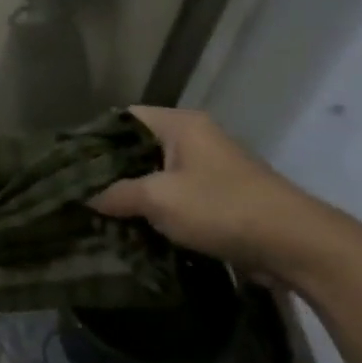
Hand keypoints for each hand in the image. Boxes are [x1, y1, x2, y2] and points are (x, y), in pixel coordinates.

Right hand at [90, 107, 323, 277]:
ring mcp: (207, 169)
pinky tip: (128, 228)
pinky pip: (172, 197)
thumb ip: (117, 193)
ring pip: (154, 174)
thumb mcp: (159, 198)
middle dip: (107, 170)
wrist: (295, 244)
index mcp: (180, 125)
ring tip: (94, 212)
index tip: (66, 162)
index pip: (123, 118)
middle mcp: (193, 139)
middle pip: (137, 147)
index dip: (93, 136)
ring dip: (129, 194)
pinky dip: (151, 210)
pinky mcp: (216, 199)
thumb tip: (85, 197)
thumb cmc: (222, 208)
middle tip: (74, 191)